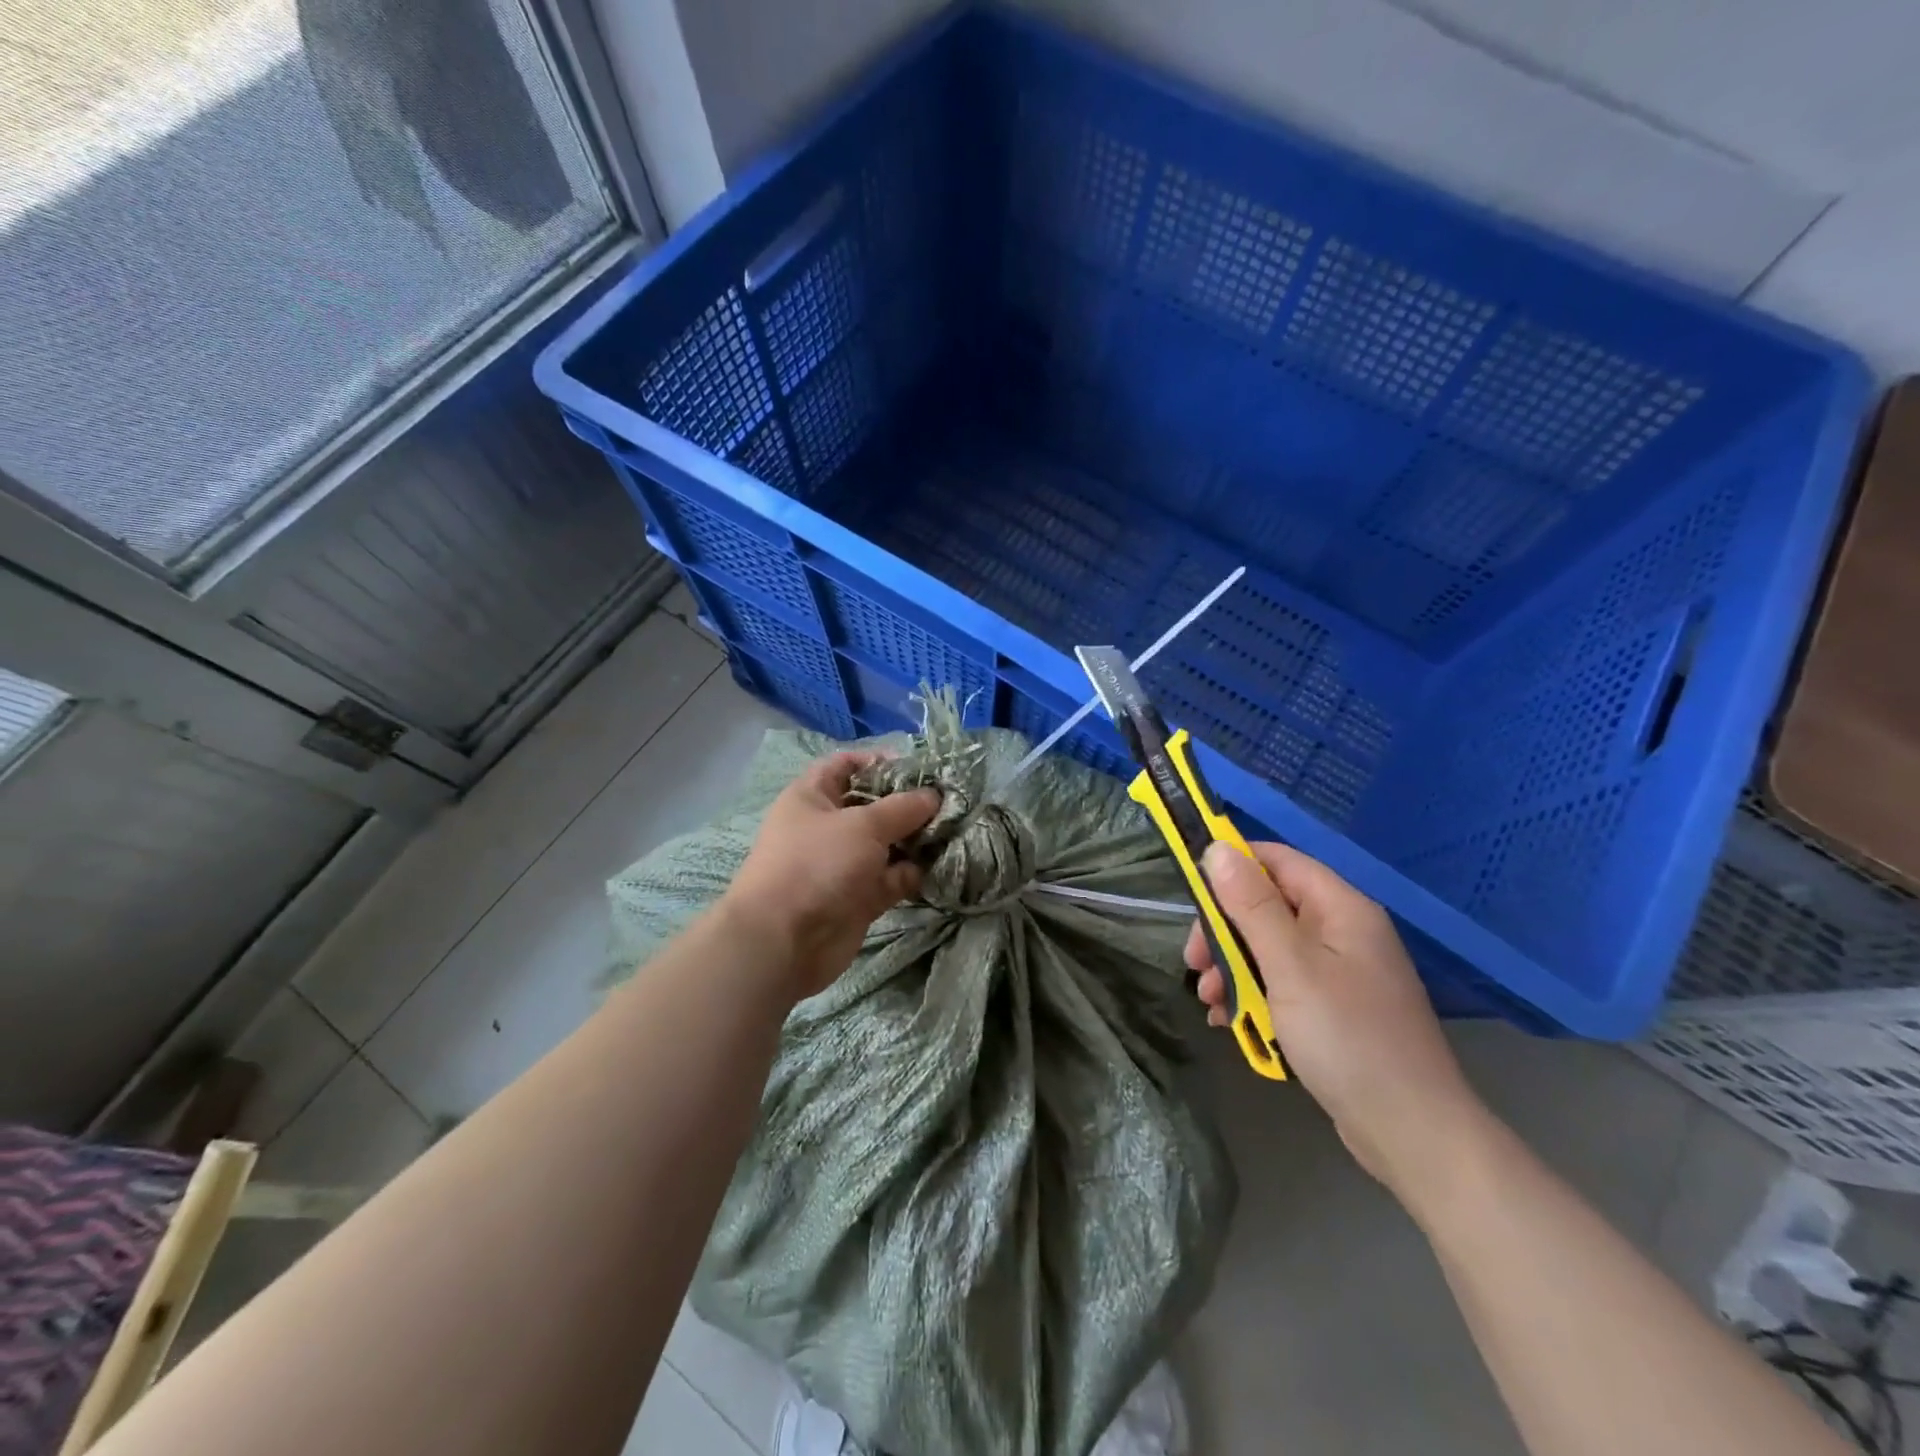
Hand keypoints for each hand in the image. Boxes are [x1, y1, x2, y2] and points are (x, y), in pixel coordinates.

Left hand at [720, 752, 940, 998]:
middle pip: (873, 806)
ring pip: (887, 844)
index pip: (845, 765)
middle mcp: (827, 827)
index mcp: (813, 797)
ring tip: (954, 831)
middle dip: (908, 803)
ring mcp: (843, 864)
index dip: (878, 761)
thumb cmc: (817, 864)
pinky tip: (940, 865)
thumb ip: (903, 808)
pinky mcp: (858, 897)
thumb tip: (933, 796)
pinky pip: (891, 878)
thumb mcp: (863, 825)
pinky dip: (912, 872)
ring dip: (916, 839)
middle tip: (948, 802)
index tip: (917, 767)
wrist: (784, 941)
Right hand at [1187, 841, 1487, 1195]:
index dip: (1231, 867)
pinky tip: (1231, 1021)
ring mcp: (1341, 972)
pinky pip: (1283, 983)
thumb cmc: (1346, 1038)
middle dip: (1224, 932)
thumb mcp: (1289, 966)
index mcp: (1340, 908)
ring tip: (1211, 1003)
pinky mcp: (1335, 1008)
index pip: (1276, 860)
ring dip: (1233, 968)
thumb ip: (1251, 905)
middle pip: (1268, 906)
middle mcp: (1343, 931)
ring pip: (1270, 948)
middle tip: (1195, 965)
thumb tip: (1217, 848)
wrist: (1411, 1133)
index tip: (1191, 896)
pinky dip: (1254, 995)